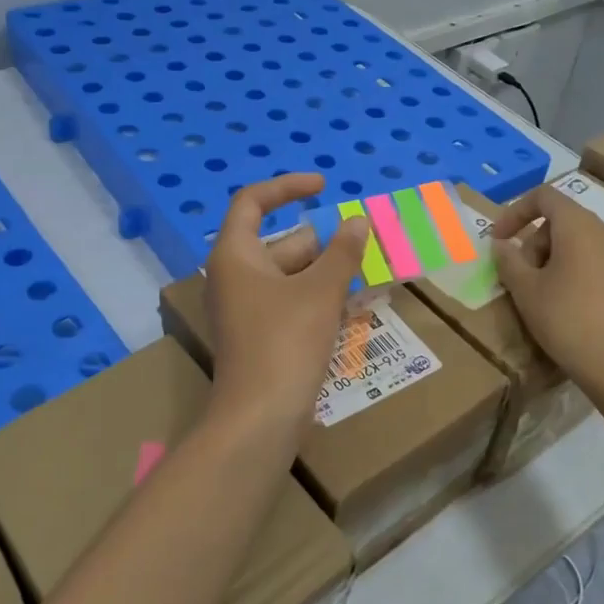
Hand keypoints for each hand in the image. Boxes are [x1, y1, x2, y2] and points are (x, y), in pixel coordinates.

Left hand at [203, 175, 368, 443]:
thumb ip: (342, 252)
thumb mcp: (320, 291)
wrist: (260, 417)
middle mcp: (235, 276)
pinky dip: (319, 296)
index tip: (324, 186)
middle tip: (365, 241)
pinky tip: (354, 302)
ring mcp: (247, 308)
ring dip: (327, 270)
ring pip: (290, 274)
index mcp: (236, 255)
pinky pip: (292, 301)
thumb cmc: (285, 342)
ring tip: (369, 269)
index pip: (253, 202)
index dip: (288, 187)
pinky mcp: (261, 335)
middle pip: (280, 242)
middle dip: (323, 240)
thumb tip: (358, 221)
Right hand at [491, 184, 603, 391]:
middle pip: (566, 222)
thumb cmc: (565, 319)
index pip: (544, 197)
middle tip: (523, 276)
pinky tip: (581, 308)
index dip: (516, 212)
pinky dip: (588, 277)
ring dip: (563, 259)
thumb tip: (502, 245)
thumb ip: (508, 260)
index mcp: (579, 227)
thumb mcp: (524, 290)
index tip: (500, 240)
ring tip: (550, 293)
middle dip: (538, 243)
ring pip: (588, 246)